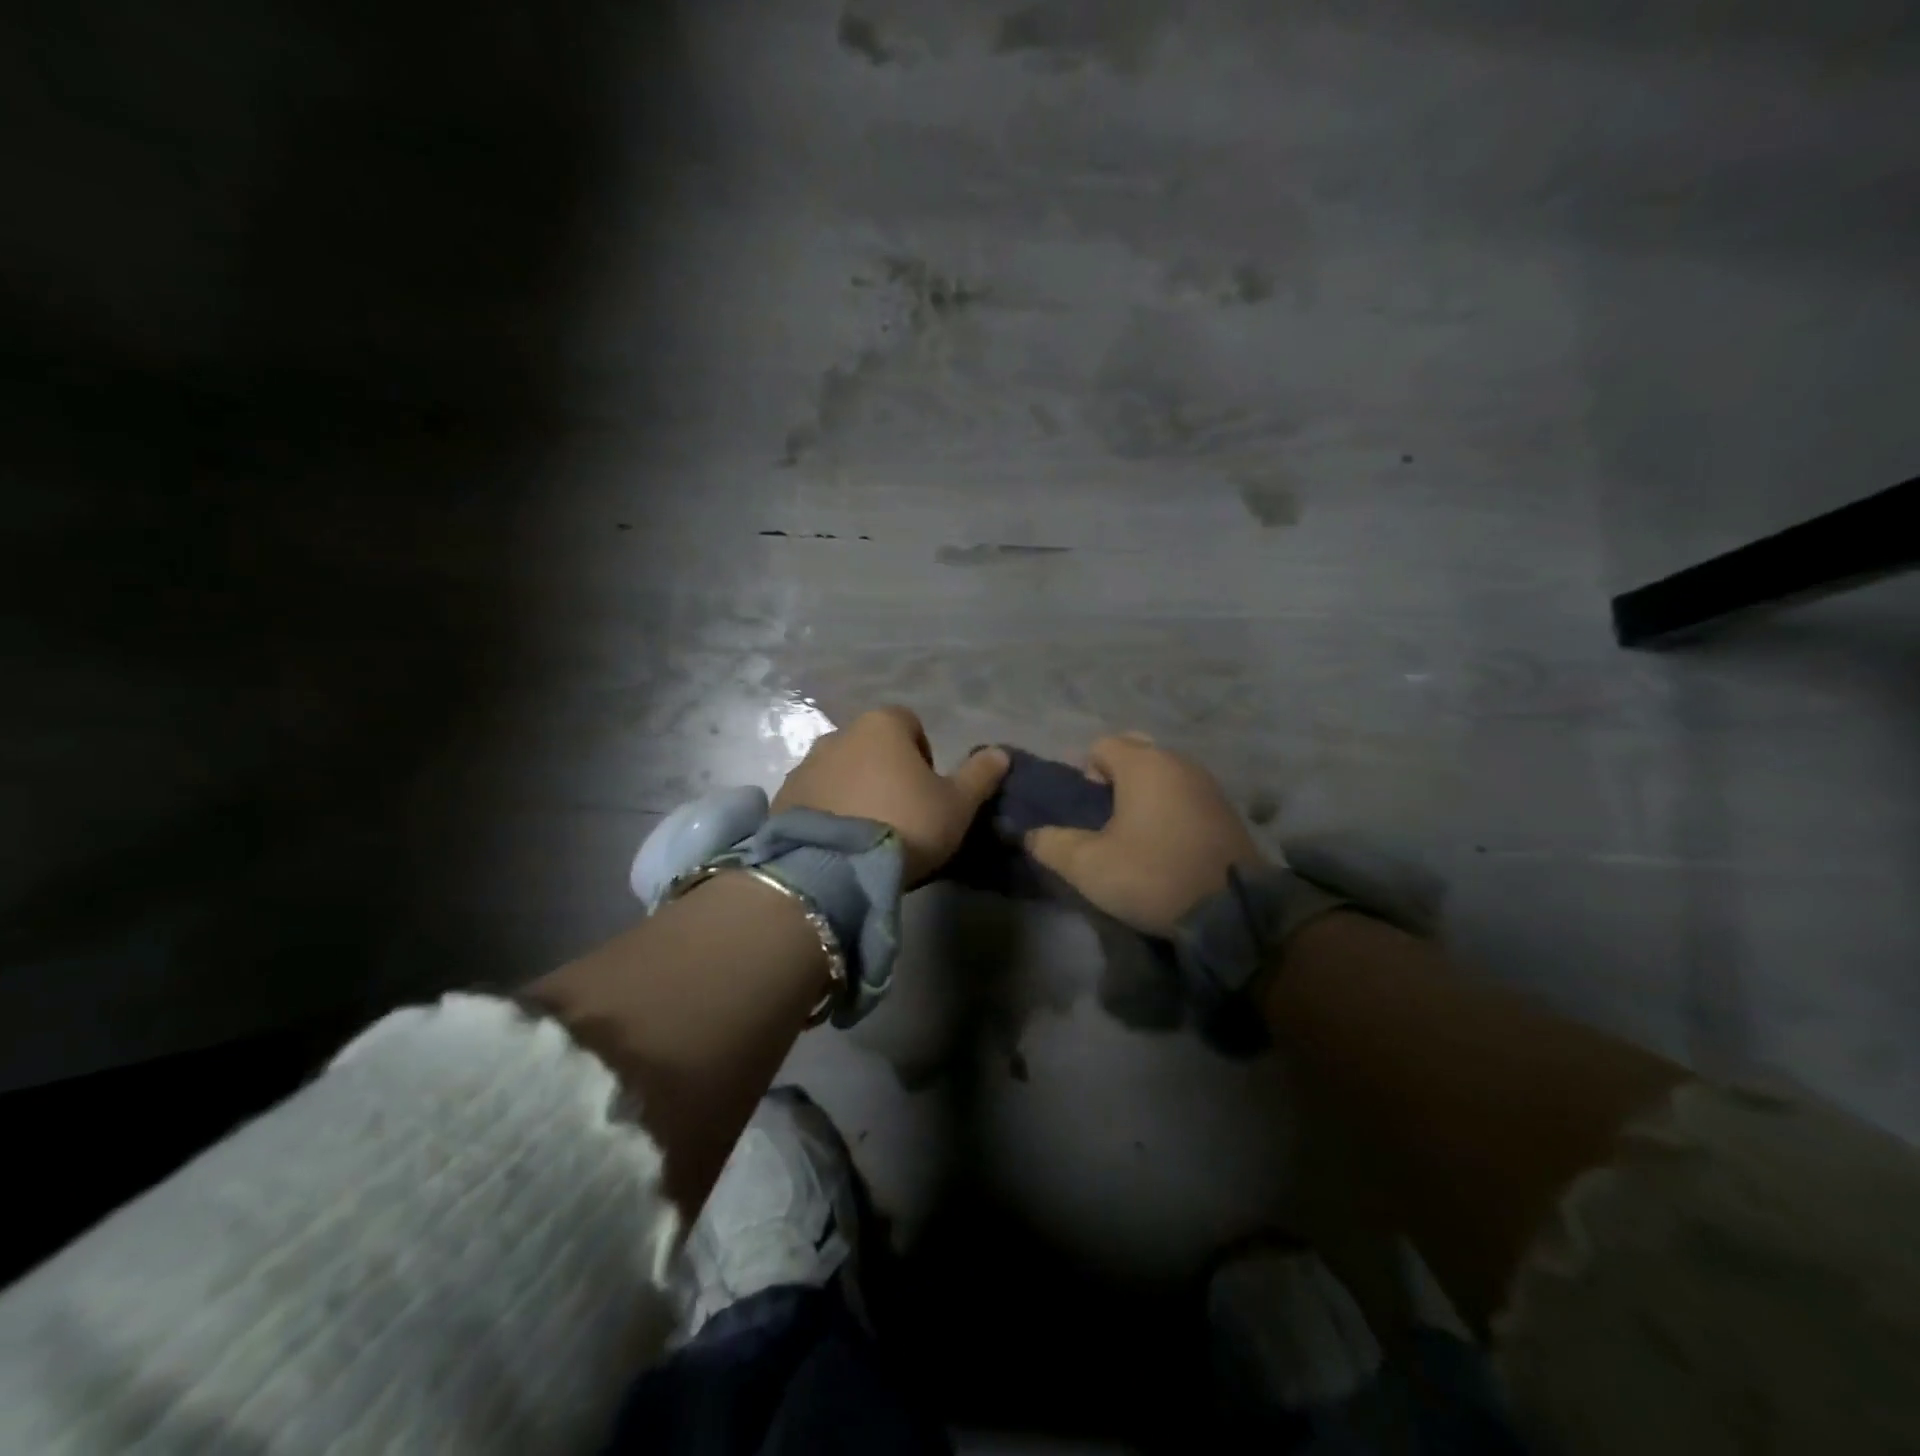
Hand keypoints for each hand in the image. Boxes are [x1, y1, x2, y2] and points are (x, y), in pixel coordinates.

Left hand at [774, 706, 1008, 883]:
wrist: (832, 868)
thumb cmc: (905, 823)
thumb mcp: (956, 804)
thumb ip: (979, 775)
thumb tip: (1001, 752)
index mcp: (881, 725)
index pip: (910, 724)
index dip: (924, 754)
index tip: (928, 791)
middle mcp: (839, 734)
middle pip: (871, 746)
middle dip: (886, 771)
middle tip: (900, 814)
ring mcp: (805, 765)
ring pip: (841, 770)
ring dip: (855, 789)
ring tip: (868, 832)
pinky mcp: (782, 798)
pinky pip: (814, 796)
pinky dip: (828, 810)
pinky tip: (840, 843)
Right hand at [1026, 733, 1265, 936]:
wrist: (1232, 911)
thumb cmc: (1152, 875)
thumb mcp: (1088, 866)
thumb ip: (1051, 844)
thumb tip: (1031, 835)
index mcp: (1143, 763)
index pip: (1101, 746)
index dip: (1084, 774)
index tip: (1087, 813)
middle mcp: (1178, 761)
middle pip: (1135, 752)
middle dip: (1116, 778)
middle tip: (1108, 819)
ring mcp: (1207, 782)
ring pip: (1163, 772)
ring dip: (1145, 793)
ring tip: (1137, 834)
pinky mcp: (1226, 807)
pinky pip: (1185, 792)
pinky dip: (1171, 806)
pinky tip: (1169, 842)